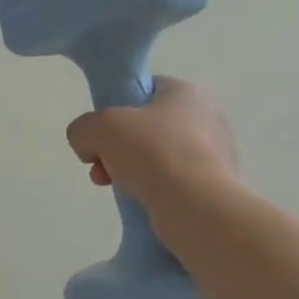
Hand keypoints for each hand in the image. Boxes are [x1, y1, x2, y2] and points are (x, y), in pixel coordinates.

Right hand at [65, 77, 237, 205]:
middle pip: (146, 129)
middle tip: (99, 167)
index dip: (115, 109)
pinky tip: (141, 203)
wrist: (196, 206)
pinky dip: (153, 193)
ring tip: (115, 188)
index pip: (144, 91)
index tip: (100, 134)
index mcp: (185, 92)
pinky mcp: (214, 188)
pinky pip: (172, 184)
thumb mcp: (98, 128)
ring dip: (130, 172)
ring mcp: (214, 155)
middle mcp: (206, 118)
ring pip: (157, 159)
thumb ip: (83, 129)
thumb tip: (88, 147)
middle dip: (116, 149)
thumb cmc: (151, 152)